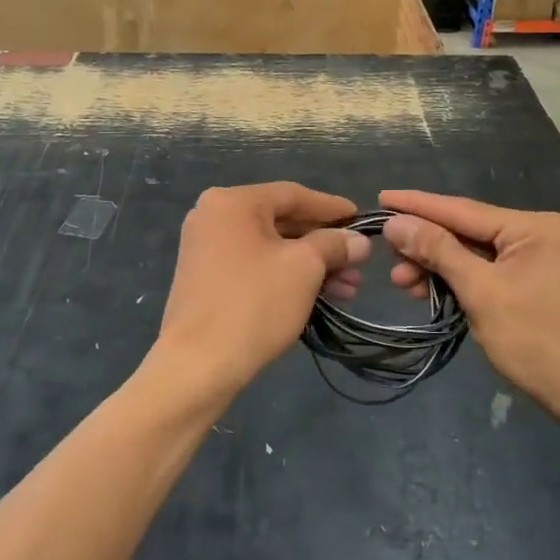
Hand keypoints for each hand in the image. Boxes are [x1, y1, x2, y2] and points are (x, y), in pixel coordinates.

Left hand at [145, 183, 367, 405]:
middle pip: (282, 222)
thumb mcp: (304, 268)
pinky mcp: (206, 280)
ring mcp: (206, 250)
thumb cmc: (254, 304)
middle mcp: (214, 217)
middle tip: (359, 264)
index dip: (331, 208)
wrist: (198, 365)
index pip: (292, 195)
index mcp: (232, 202)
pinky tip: (318, 297)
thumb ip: (334, 245)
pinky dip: (286, 277)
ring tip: (348, 289)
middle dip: (324, 245)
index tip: (361, 220)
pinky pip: (255, 267)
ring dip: (311, 266)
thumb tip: (358, 241)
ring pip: (271, 249)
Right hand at [378, 190, 559, 413]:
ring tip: (404, 285)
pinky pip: (488, 272)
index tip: (381, 197)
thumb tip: (396, 222)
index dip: (418, 205)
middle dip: (426, 246)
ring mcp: (540, 260)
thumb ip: (438, 251)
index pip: (462, 210)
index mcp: (534, 227)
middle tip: (389, 261)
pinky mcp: (536, 284)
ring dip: (439, 268)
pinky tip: (431, 292)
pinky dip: (459, 281)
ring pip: (475, 255)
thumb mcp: (481, 292)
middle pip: (467, 231)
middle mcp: (539, 234)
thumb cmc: (537, 341)